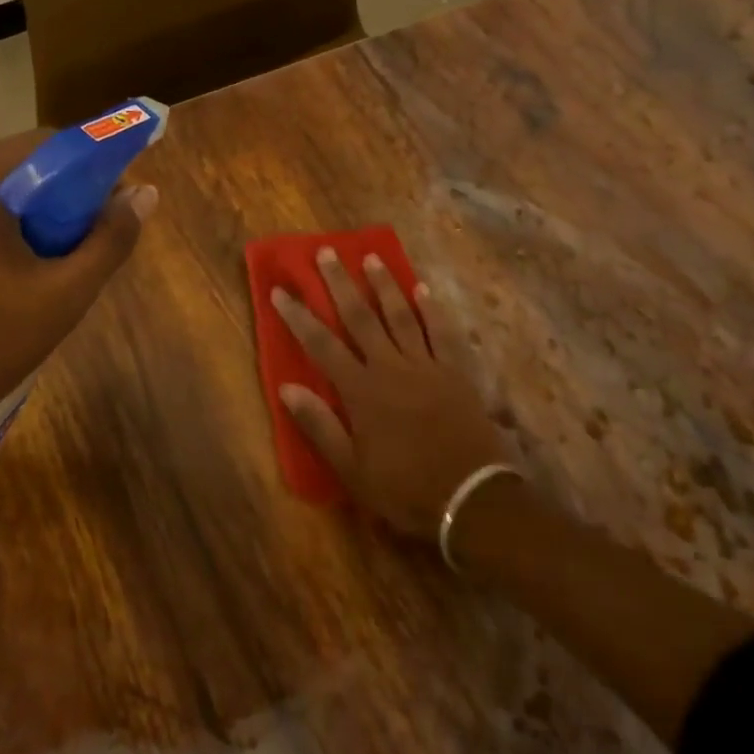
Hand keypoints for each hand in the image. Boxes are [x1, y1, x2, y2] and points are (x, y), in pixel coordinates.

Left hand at [0, 131, 155, 466]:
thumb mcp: (63, 294)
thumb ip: (109, 240)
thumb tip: (145, 194)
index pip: (46, 143)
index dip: (92, 163)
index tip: (120, 198)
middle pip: (22, 167)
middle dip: (68, 194)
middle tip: (99, 234)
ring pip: (0, 195)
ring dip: (41, 215)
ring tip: (69, 258)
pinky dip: (11, 231)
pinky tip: (28, 273)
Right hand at [271, 249, 509, 540]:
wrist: (471, 500)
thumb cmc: (405, 489)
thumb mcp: (351, 469)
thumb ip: (319, 425)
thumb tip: (287, 387)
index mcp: (361, 391)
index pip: (321, 345)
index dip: (299, 316)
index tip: (281, 290)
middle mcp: (390, 367)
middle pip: (361, 317)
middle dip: (340, 284)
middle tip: (327, 253)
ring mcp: (426, 366)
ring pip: (401, 315)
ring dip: (384, 285)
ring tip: (372, 257)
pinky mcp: (455, 372)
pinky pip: (442, 332)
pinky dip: (432, 309)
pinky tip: (423, 288)